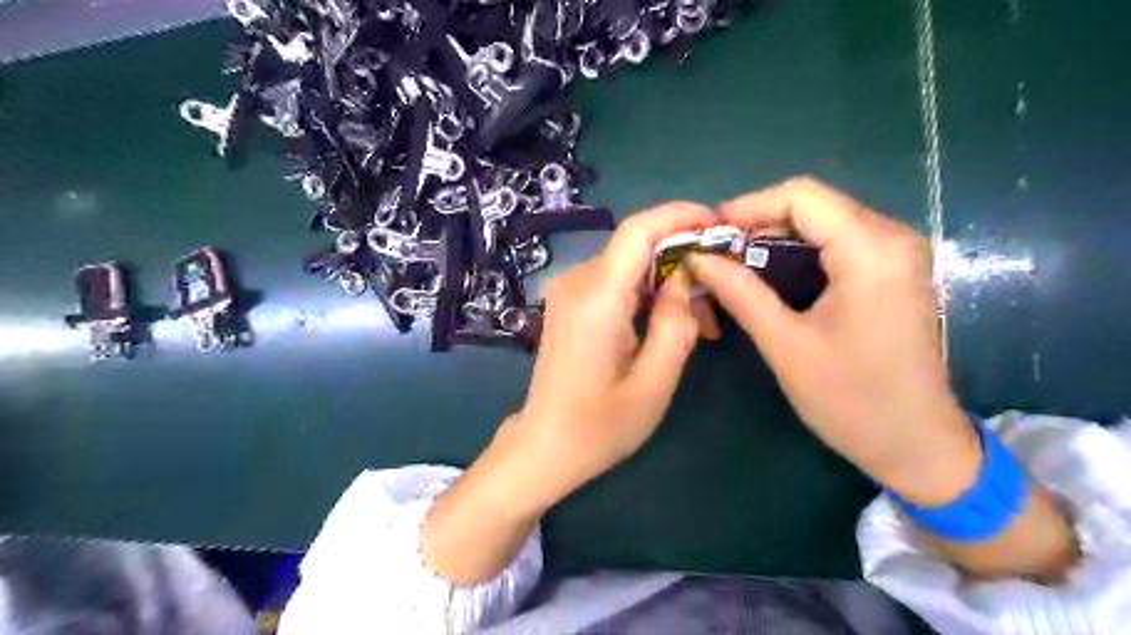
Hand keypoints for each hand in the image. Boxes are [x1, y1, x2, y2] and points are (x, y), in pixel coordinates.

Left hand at [419, 202, 708, 581]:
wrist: (544, 446)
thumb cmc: (600, 426)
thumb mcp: (654, 382)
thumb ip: (676, 323)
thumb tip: (686, 279)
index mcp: (596, 298)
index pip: (637, 230)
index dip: (679, 215)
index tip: (716, 224)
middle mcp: (576, 282)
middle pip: (636, 248)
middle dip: (681, 262)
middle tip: (716, 302)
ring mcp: (567, 291)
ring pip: (628, 266)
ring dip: (665, 283)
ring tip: (697, 325)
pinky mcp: (568, 303)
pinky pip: (614, 283)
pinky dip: (644, 294)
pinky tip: (663, 324)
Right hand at [685, 177, 985, 503]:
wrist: (918, 444)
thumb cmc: (851, 399)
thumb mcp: (786, 345)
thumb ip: (741, 293)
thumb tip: (699, 259)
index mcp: (870, 251)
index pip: (802, 196)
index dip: (749, 205)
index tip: (710, 231)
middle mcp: (892, 238)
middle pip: (814, 204)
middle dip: (759, 220)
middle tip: (717, 250)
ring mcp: (898, 254)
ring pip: (825, 220)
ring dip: (776, 234)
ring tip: (734, 260)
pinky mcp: (895, 272)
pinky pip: (840, 240)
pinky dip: (800, 249)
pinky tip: (771, 271)